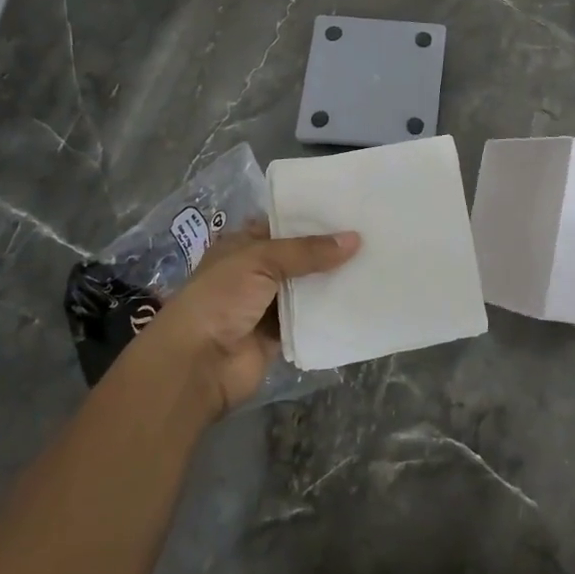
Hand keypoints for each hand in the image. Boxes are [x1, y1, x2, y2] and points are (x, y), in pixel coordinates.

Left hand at [135, 224, 359, 420]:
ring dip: (333, 281)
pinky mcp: (279, 335)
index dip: (311, 219)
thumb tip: (355, 239)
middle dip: (328, 250)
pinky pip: (310, 319)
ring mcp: (267, 305)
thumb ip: (307, 251)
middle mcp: (255, 272)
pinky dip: (330, 312)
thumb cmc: (221, 297)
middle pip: (299, 257)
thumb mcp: (261, 260)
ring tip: (376, 262)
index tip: (349, 210)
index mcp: (242, 245)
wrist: (198, 363)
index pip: (281, 225)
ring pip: (307, 288)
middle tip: (371, 234)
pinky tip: (362, 299)